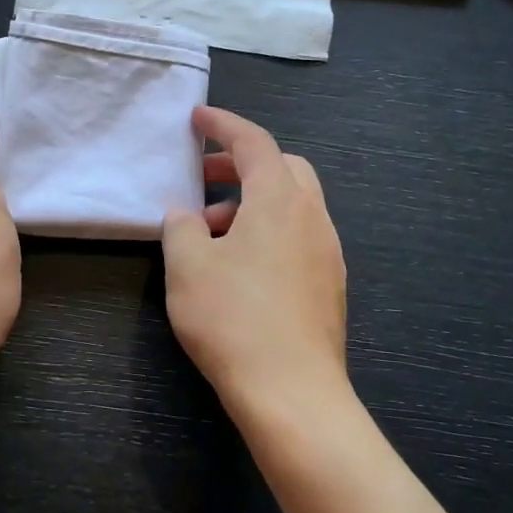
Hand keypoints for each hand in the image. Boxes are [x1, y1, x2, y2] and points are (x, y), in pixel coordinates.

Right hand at [162, 106, 349, 423]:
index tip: (197, 118)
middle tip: (202, 178)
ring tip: (211, 233)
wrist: (293, 394)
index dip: (223, 124)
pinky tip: (239, 266)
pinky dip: (268, 230)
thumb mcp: (187, 266)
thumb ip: (182, 227)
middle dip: (240, 164)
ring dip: (252, 202)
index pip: (253, 142)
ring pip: (292, 204)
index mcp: (280, 200)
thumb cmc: (233, 319)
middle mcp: (312, 217)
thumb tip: (187, 215)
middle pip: (282, 167)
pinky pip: (298, 236)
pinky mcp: (329, 285)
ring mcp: (328, 252)